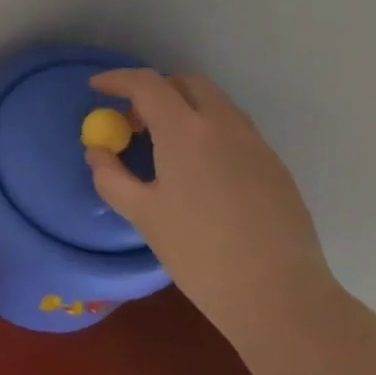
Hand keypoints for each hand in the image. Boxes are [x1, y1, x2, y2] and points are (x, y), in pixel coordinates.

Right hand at [85, 70, 332, 326]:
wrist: (278, 294)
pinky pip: (233, 129)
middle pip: (186, 83)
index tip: (96, 87)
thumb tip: (98, 153)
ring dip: (183, 108)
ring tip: (162, 147)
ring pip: (214, 104)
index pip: (147, 85)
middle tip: (132, 121)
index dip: (117, 80)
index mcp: (186, 132)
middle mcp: (224, 125)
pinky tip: (197, 171)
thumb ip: (111, 177)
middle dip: (154, 90)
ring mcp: (255, 143)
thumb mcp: (142, 215)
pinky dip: (206, 130)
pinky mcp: (274, 165)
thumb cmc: (199, 253)